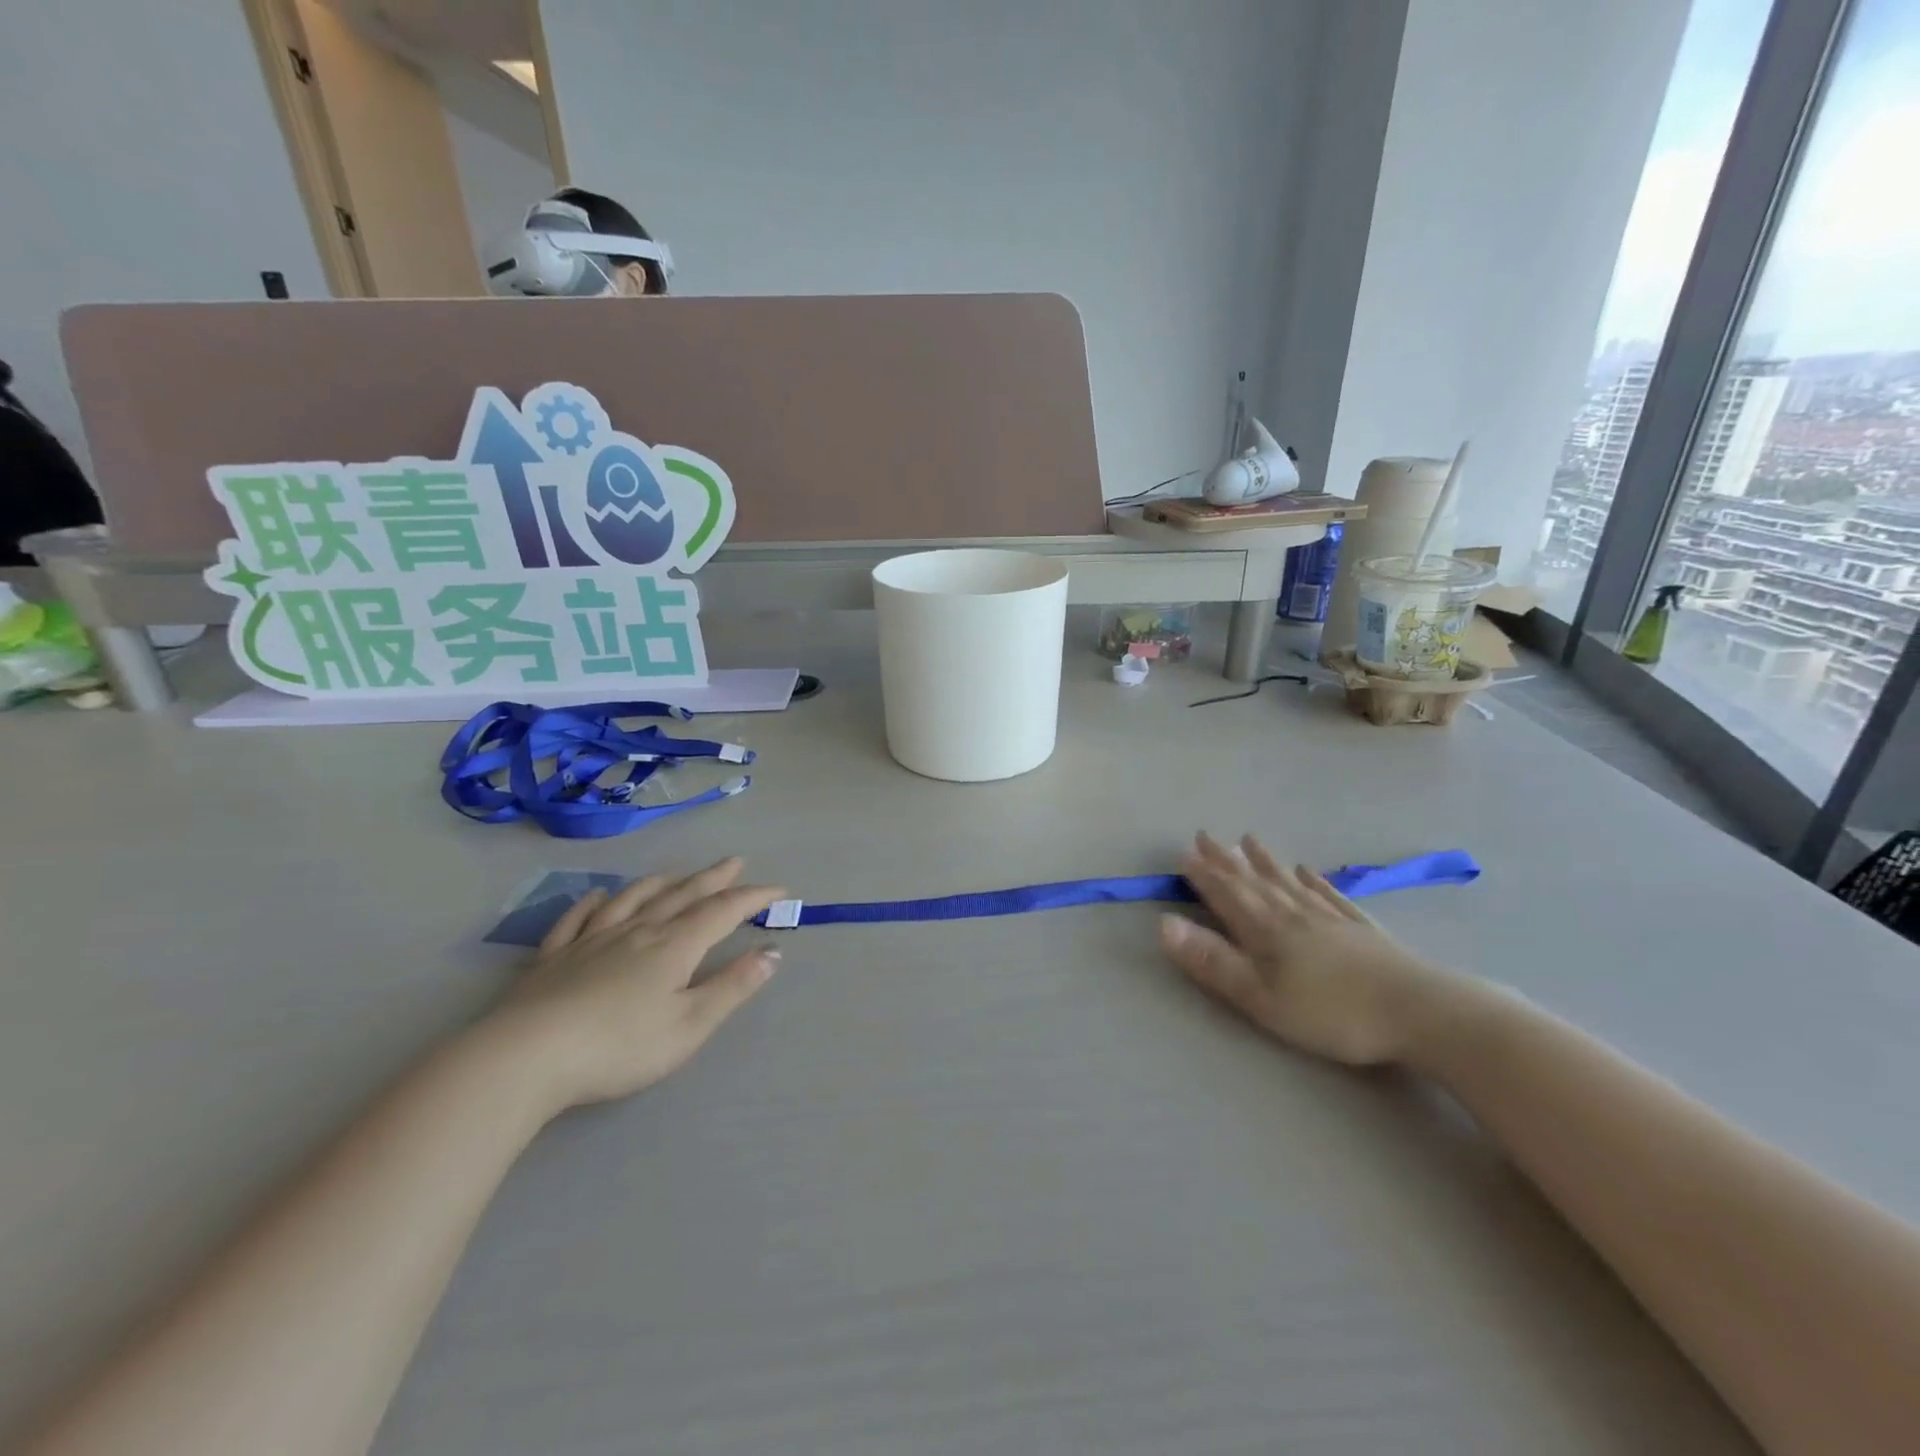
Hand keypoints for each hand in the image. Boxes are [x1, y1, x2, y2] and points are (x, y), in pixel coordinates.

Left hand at [493, 858, 783, 1111]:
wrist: (525, 1058)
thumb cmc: (619, 1046)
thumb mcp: (690, 1024)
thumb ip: (732, 987)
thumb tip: (772, 952)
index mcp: (674, 946)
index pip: (722, 911)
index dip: (753, 898)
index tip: (778, 890)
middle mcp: (637, 931)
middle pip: (682, 895)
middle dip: (713, 878)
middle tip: (735, 861)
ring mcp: (591, 940)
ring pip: (633, 899)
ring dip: (661, 883)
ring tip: (676, 874)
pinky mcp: (553, 958)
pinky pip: (577, 919)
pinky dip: (593, 903)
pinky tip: (597, 896)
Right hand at [1159, 832, 1456, 1065]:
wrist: (1419, 1012)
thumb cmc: (1330, 1011)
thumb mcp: (1259, 996)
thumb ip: (1211, 961)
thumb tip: (1163, 924)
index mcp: (1265, 929)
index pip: (1226, 895)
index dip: (1203, 875)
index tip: (1184, 853)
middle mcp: (1293, 913)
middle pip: (1254, 881)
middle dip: (1226, 860)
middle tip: (1207, 835)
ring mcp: (1329, 918)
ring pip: (1288, 882)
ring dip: (1265, 861)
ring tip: (1249, 839)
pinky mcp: (1361, 928)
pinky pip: (1329, 895)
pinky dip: (1314, 880)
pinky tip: (1308, 871)